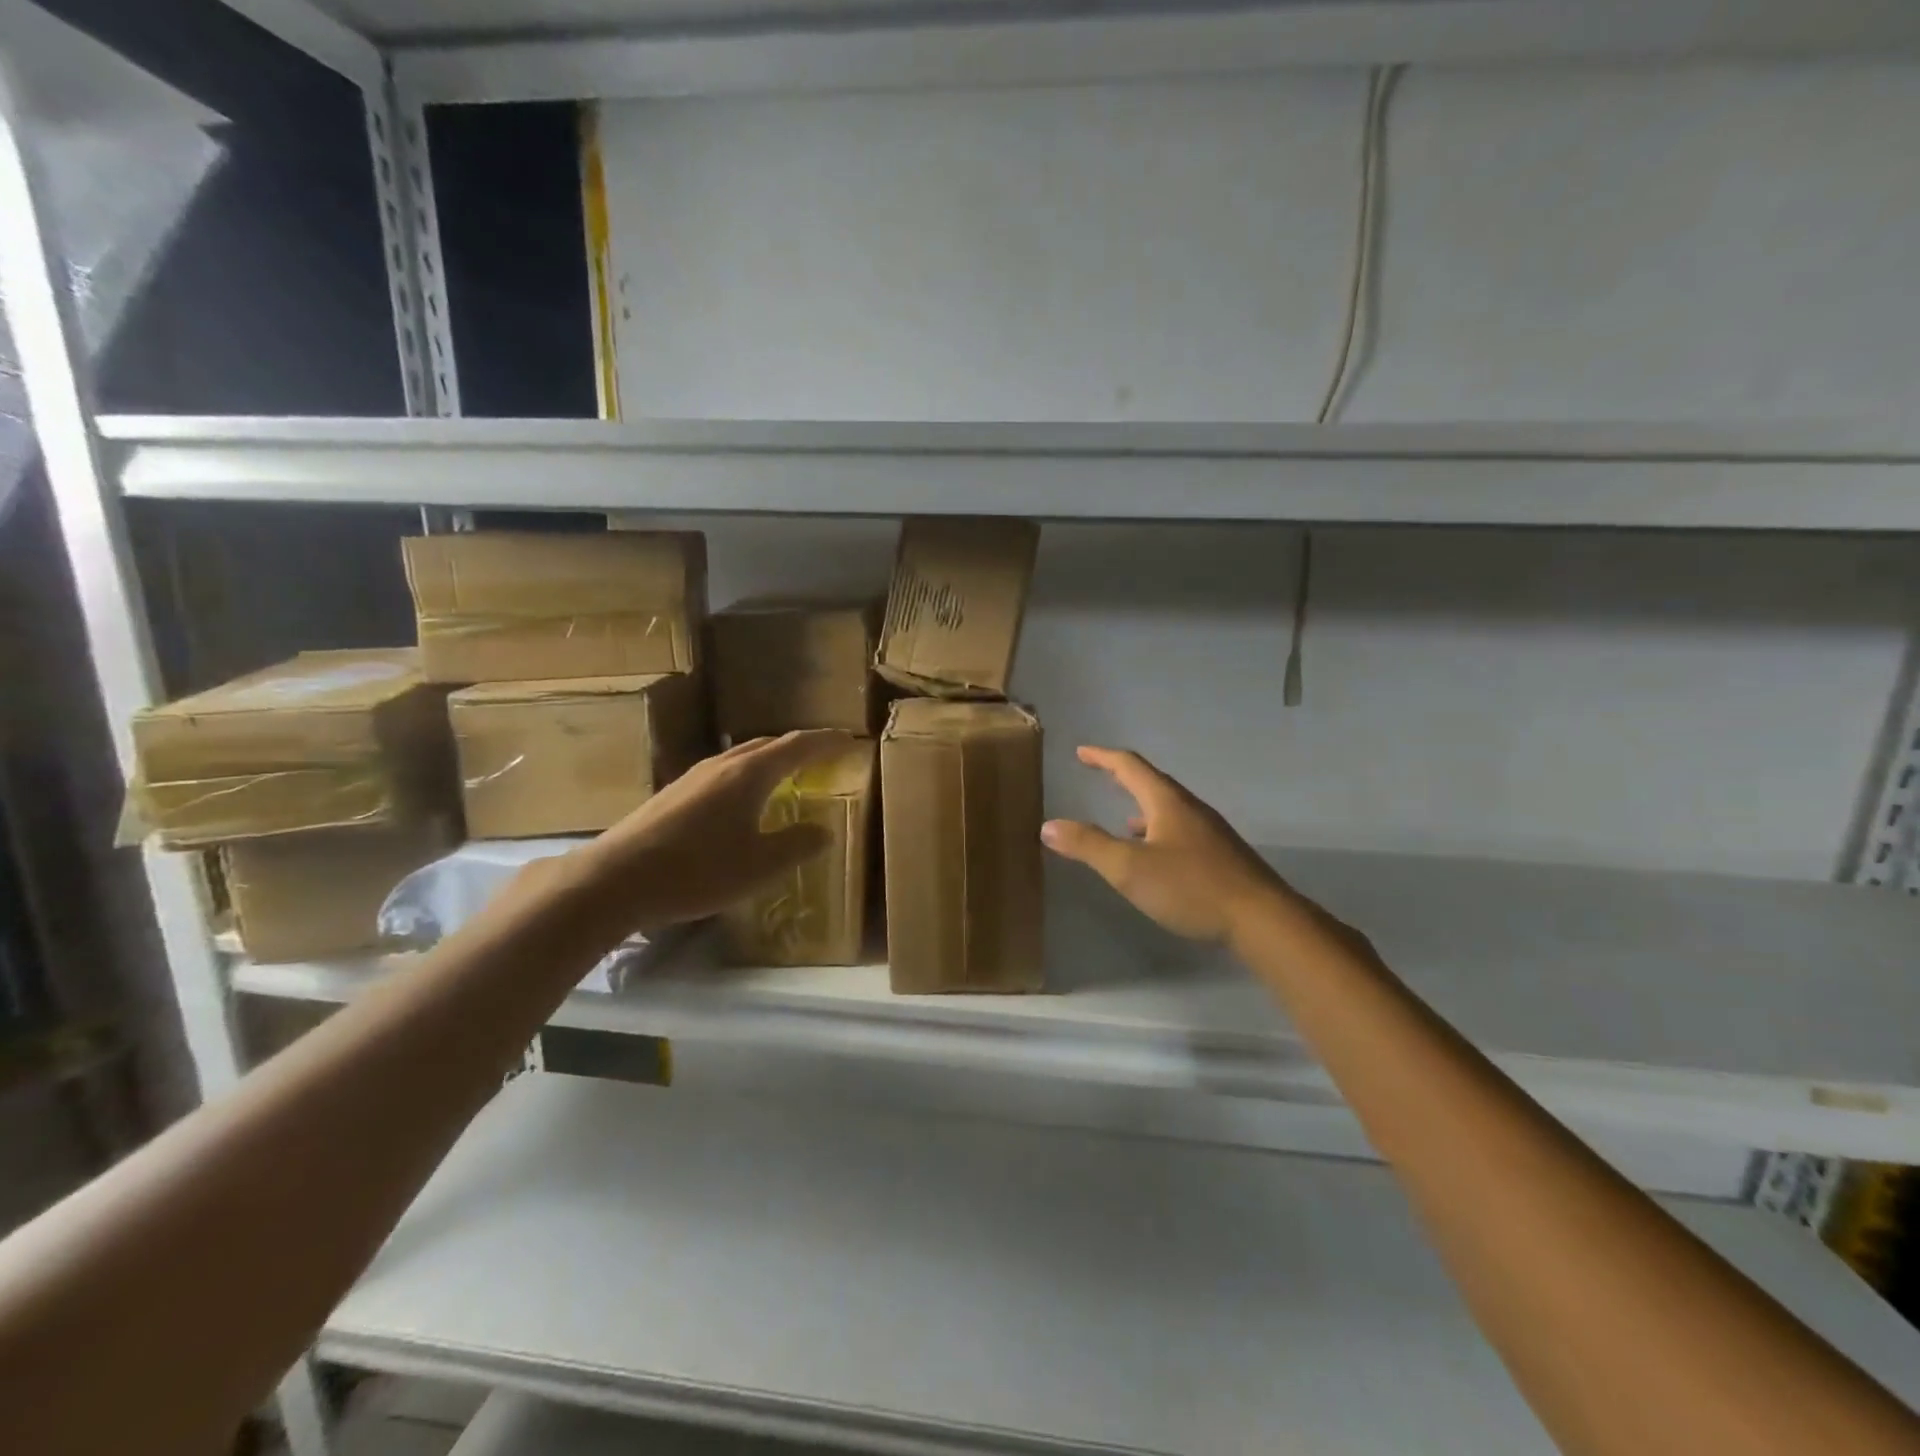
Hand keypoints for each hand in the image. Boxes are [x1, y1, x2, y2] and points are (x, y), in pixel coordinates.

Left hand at [567, 730, 854, 934]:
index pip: (797, 746)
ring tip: (787, 774)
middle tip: (822, 755)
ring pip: (742, 756)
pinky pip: (724, 772)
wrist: (616, 879)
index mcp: (749, 774)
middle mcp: (722, 765)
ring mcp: (693, 777)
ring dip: (770, 759)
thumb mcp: (759, 866)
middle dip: (798, 747)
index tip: (849, 738)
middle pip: (767, 744)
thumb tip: (823, 831)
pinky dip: (747, 775)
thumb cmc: (697, 870)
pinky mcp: (674, 793)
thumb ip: (797, 846)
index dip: (825, 741)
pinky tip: (742, 800)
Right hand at [1041, 746, 1286, 941]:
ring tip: (1123, 821)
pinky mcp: (1221, 857)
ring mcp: (1210, 833)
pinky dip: (1159, 833)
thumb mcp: (1129, 868)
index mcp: (1167, 802)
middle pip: (1153, 783)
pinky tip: (1157, 857)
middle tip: (1100, 774)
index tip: (1082, 752)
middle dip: (1123, 778)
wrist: (1262, 919)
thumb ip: (1088, 845)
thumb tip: (1048, 825)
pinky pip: (1181, 832)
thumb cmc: (1191, 887)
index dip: (1103, 757)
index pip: (1130, 767)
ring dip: (1142, 808)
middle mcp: (1190, 809)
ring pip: (1169, 810)